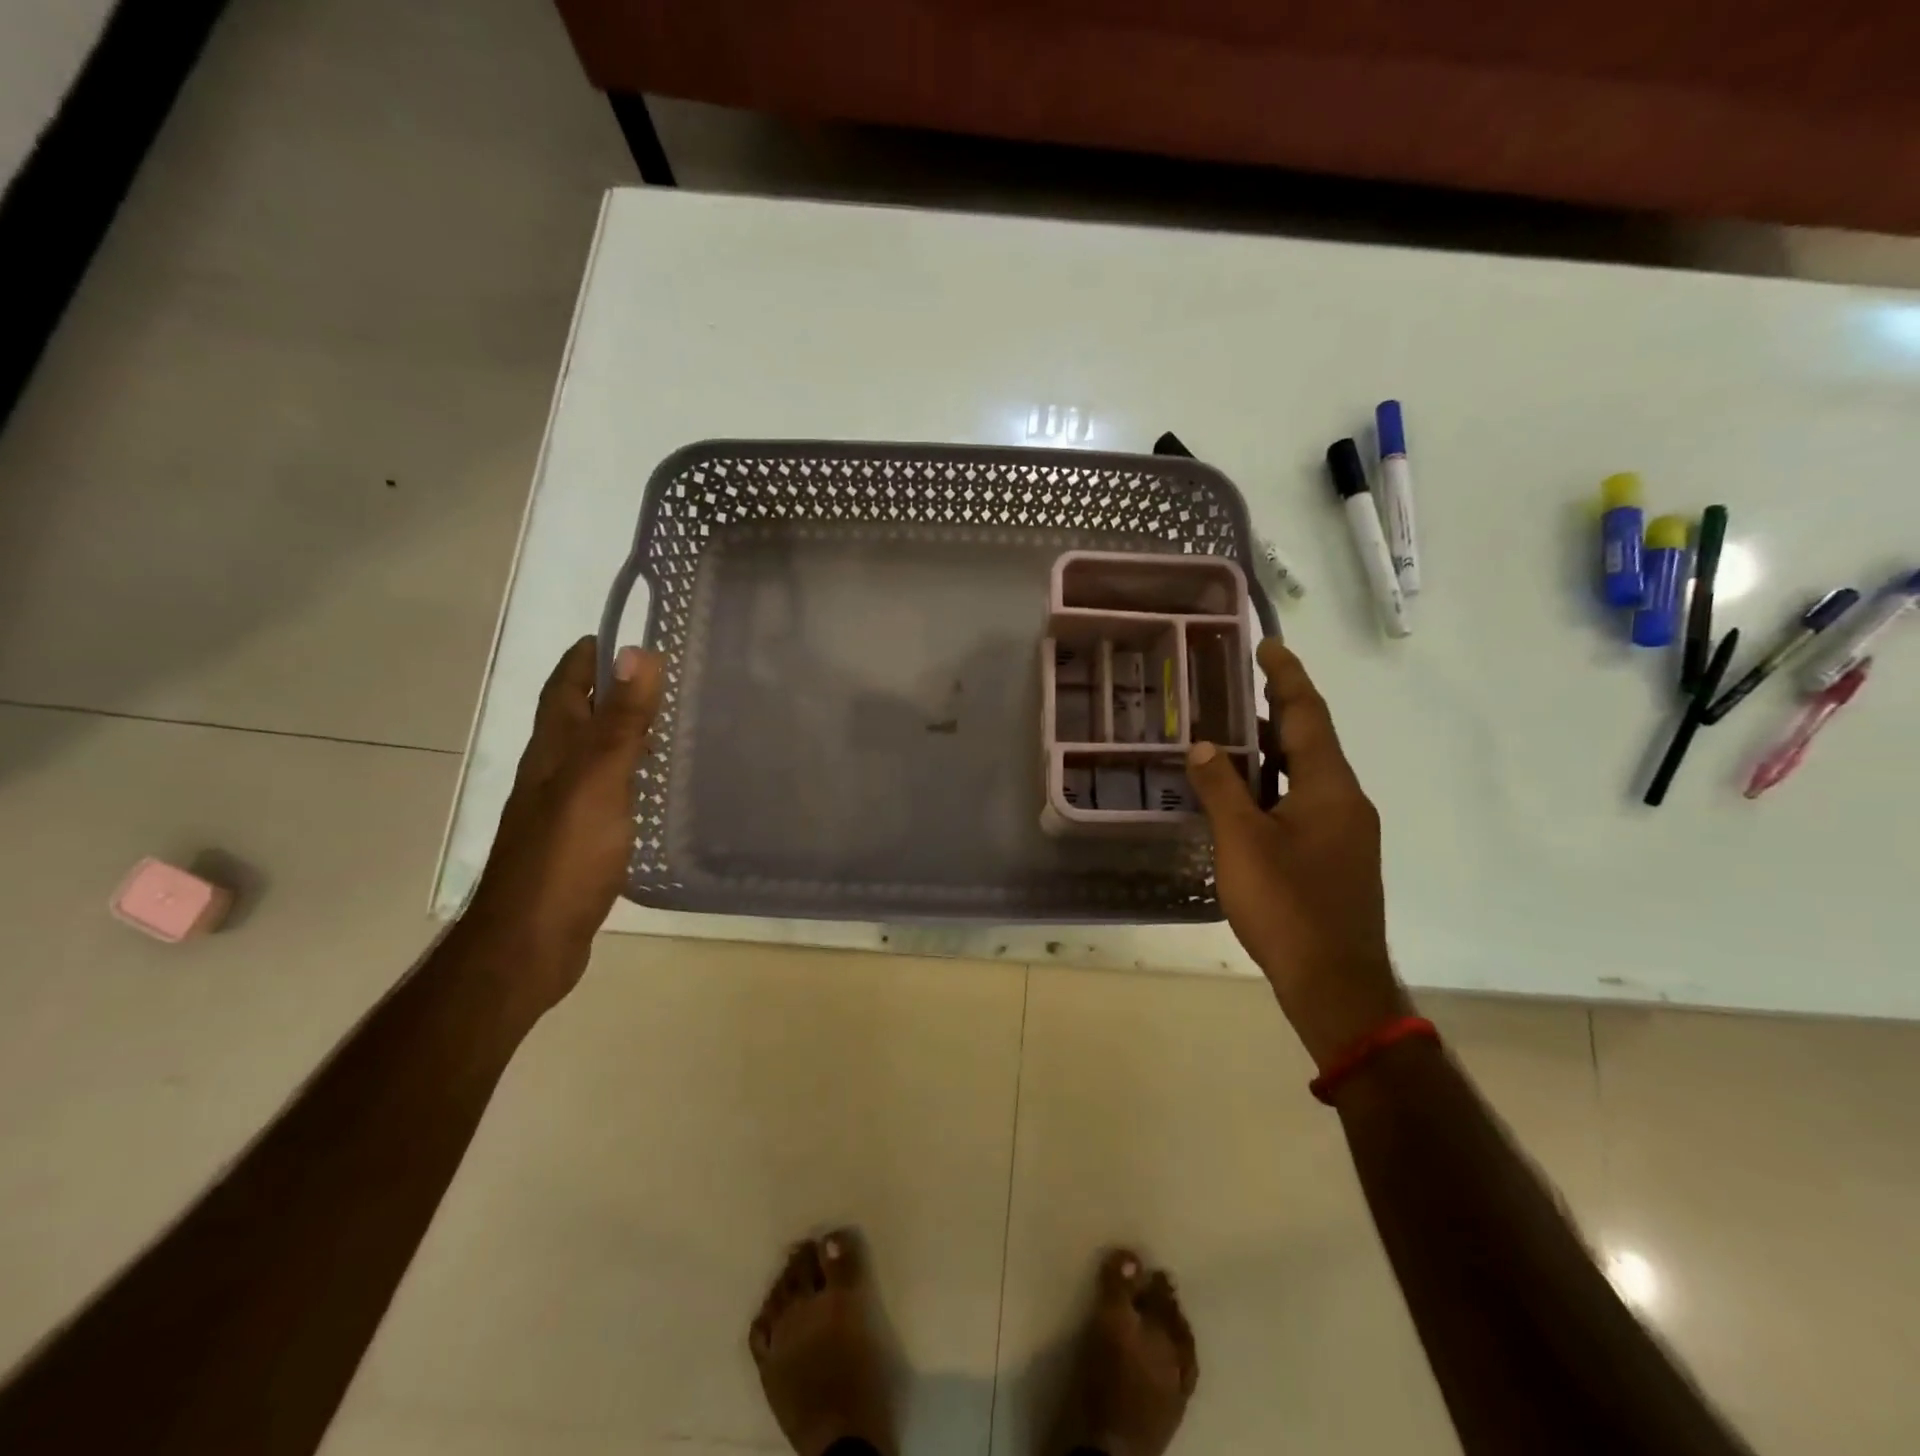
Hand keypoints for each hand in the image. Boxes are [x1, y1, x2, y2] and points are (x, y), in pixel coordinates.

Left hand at [464, 636, 662, 1016]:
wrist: (529, 941)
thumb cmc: (564, 856)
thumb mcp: (598, 780)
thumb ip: (620, 721)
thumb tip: (638, 652)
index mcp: (553, 752)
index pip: (564, 688)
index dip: (585, 659)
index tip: (616, 634)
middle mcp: (552, 774)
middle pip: (575, 719)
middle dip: (606, 691)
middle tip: (655, 677)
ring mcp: (562, 810)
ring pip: (591, 756)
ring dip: (618, 733)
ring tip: (662, 724)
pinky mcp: (577, 842)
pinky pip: (605, 792)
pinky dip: (626, 776)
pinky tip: (650, 788)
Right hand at [1184, 639, 1410, 1067]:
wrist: (1335, 982)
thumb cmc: (1288, 906)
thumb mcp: (1242, 842)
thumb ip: (1221, 789)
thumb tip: (1203, 746)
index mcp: (1330, 787)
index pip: (1307, 715)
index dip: (1286, 677)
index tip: (1269, 645)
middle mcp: (1346, 800)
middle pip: (1312, 740)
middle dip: (1278, 709)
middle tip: (1239, 684)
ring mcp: (1345, 831)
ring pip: (1308, 774)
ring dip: (1275, 749)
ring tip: (1234, 731)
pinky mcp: (1337, 857)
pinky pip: (1306, 802)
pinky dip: (1277, 784)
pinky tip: (1246, 794)